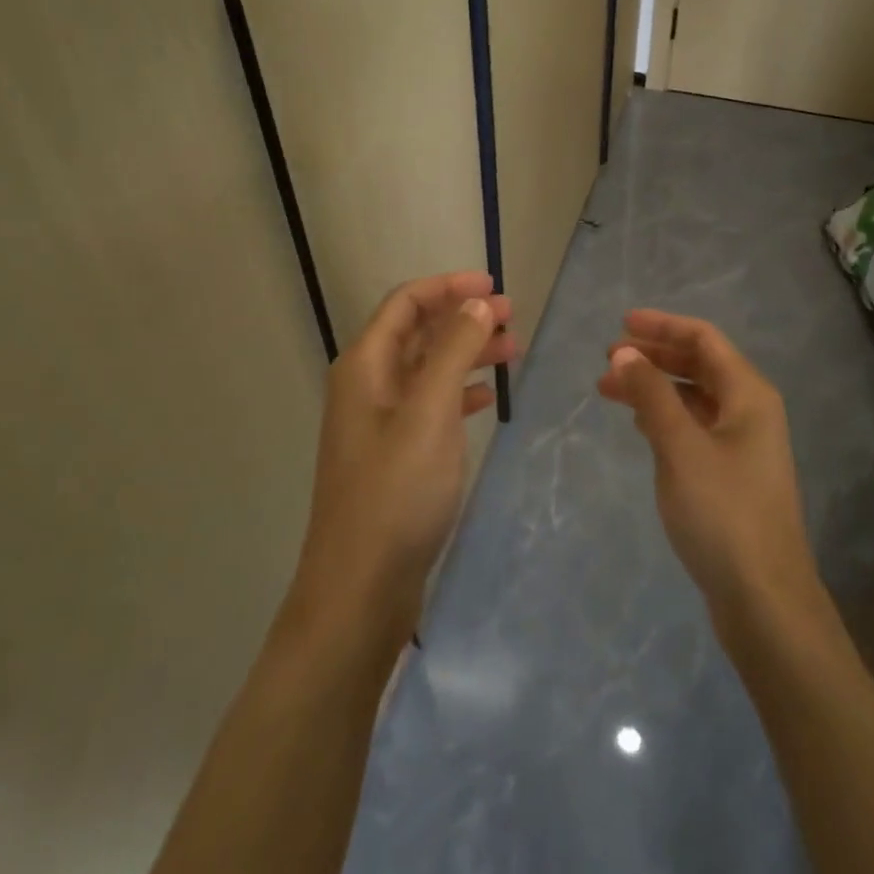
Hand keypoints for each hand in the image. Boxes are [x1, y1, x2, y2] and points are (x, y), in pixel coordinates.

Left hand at [294, 273, 516, 634]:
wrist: (360, 588)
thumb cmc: (396, 492)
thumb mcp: (430, 412)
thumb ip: (453, 351)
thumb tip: (477, 302)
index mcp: (366, 366)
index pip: (406, 303)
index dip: (448, 286)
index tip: (494, 285)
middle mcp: (368, 385)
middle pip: (418, 332)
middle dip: (463, 317)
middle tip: (513, 317)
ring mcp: (380, 422)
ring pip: (428, 368)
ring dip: (467, 352)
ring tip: (512, 350)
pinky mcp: (395, 454)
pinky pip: (431, 404)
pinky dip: (460, 391)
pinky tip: (487, 397)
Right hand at [598, 311, 821, 631]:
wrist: (764, 599)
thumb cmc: (723, 512)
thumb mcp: (680, 446)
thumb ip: (651, 394)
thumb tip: (624, 352)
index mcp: (748, 394)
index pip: (703, 340)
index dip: (663, 326)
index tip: (621, 324)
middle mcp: (750, 411)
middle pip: (699, 365)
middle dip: (654, 357)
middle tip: (608, 360)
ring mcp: (743, 444)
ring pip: (694, 398)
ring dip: (655, 388)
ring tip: (611, 391)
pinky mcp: (731, 474)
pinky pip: (694, 427)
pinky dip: (665, 417)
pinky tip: (640, 425)